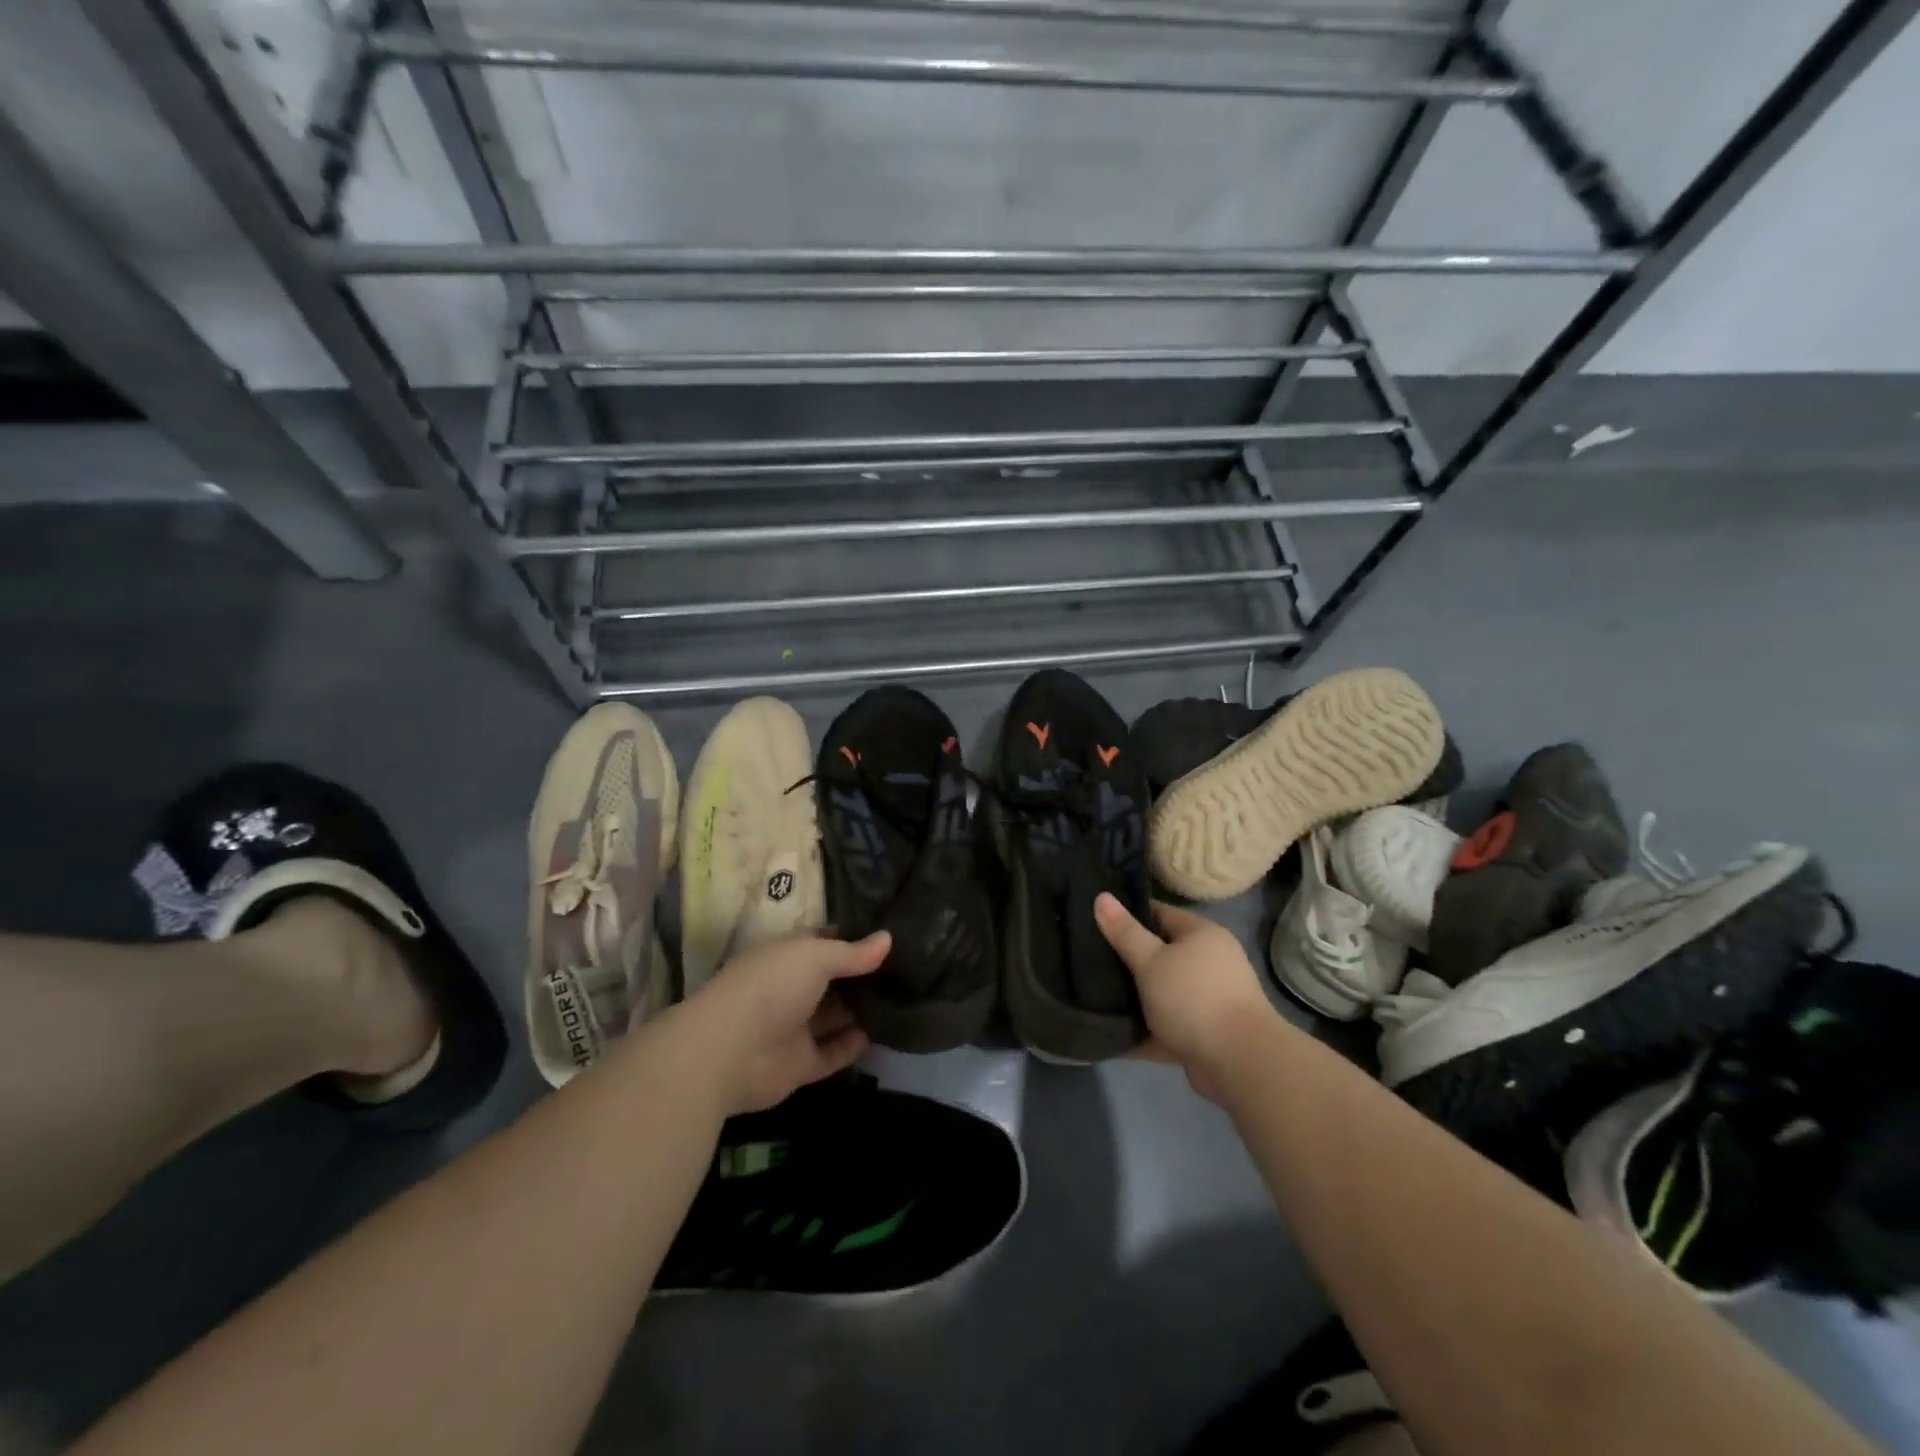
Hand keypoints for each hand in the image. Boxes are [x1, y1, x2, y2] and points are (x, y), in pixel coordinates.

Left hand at [672, 930, 889, 1116]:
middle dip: (862, 976)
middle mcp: (790, 989)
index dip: (852, 938)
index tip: (888, 936)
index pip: (823, 941)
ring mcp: (793, 1028)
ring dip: (860, 1010)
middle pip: (832, 980)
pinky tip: (878, 1034)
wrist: (728, 1051)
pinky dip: (851, 1045)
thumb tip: (888, 938)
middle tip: (906, 970)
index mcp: (787, 956)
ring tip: (902, 1000)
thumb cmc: (772, 986)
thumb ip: (853, 953)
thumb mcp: (816, 957)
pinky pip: (831, 1053)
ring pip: (833, 1017)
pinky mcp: (798, 1065)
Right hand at [1095, 893, 1281, 1101]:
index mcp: (1202, 935)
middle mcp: (1210, 963)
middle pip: (1160, 954)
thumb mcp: (1151, 961)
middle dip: (1127, 961)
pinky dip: (1144, 1032)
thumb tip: (1101, 896)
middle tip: (1088, 961)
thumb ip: (1124, 932)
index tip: (1093, 924)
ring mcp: (1209, 1000)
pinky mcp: (1204, 1034)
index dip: (1126, 917)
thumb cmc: (1193, 998)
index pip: (1158, 914)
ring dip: (1135, 999)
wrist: (1240, 1064)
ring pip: (1162, 992)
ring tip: (1094, 996)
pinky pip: (1166, 1026)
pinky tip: (1111, 1035)